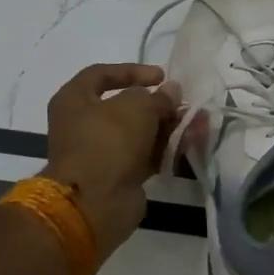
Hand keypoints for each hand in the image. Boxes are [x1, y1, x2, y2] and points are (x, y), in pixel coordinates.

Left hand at [43, 63, 181, 256]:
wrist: (94, 203)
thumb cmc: (108, 141)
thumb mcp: (137, 107)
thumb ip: (158, 96)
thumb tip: (171, 91)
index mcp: (74, 100)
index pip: (101, 74)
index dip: (133, 71)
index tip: (161, 76)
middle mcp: (83, 124)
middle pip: (126, 106)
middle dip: (159, 104)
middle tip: (183, 103)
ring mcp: (101, 152)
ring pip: (139, 132)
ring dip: (169, 126)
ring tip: (199, 123)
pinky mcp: (118, 175)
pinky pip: (145, 155)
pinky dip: (166, 148)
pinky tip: (191, 143)